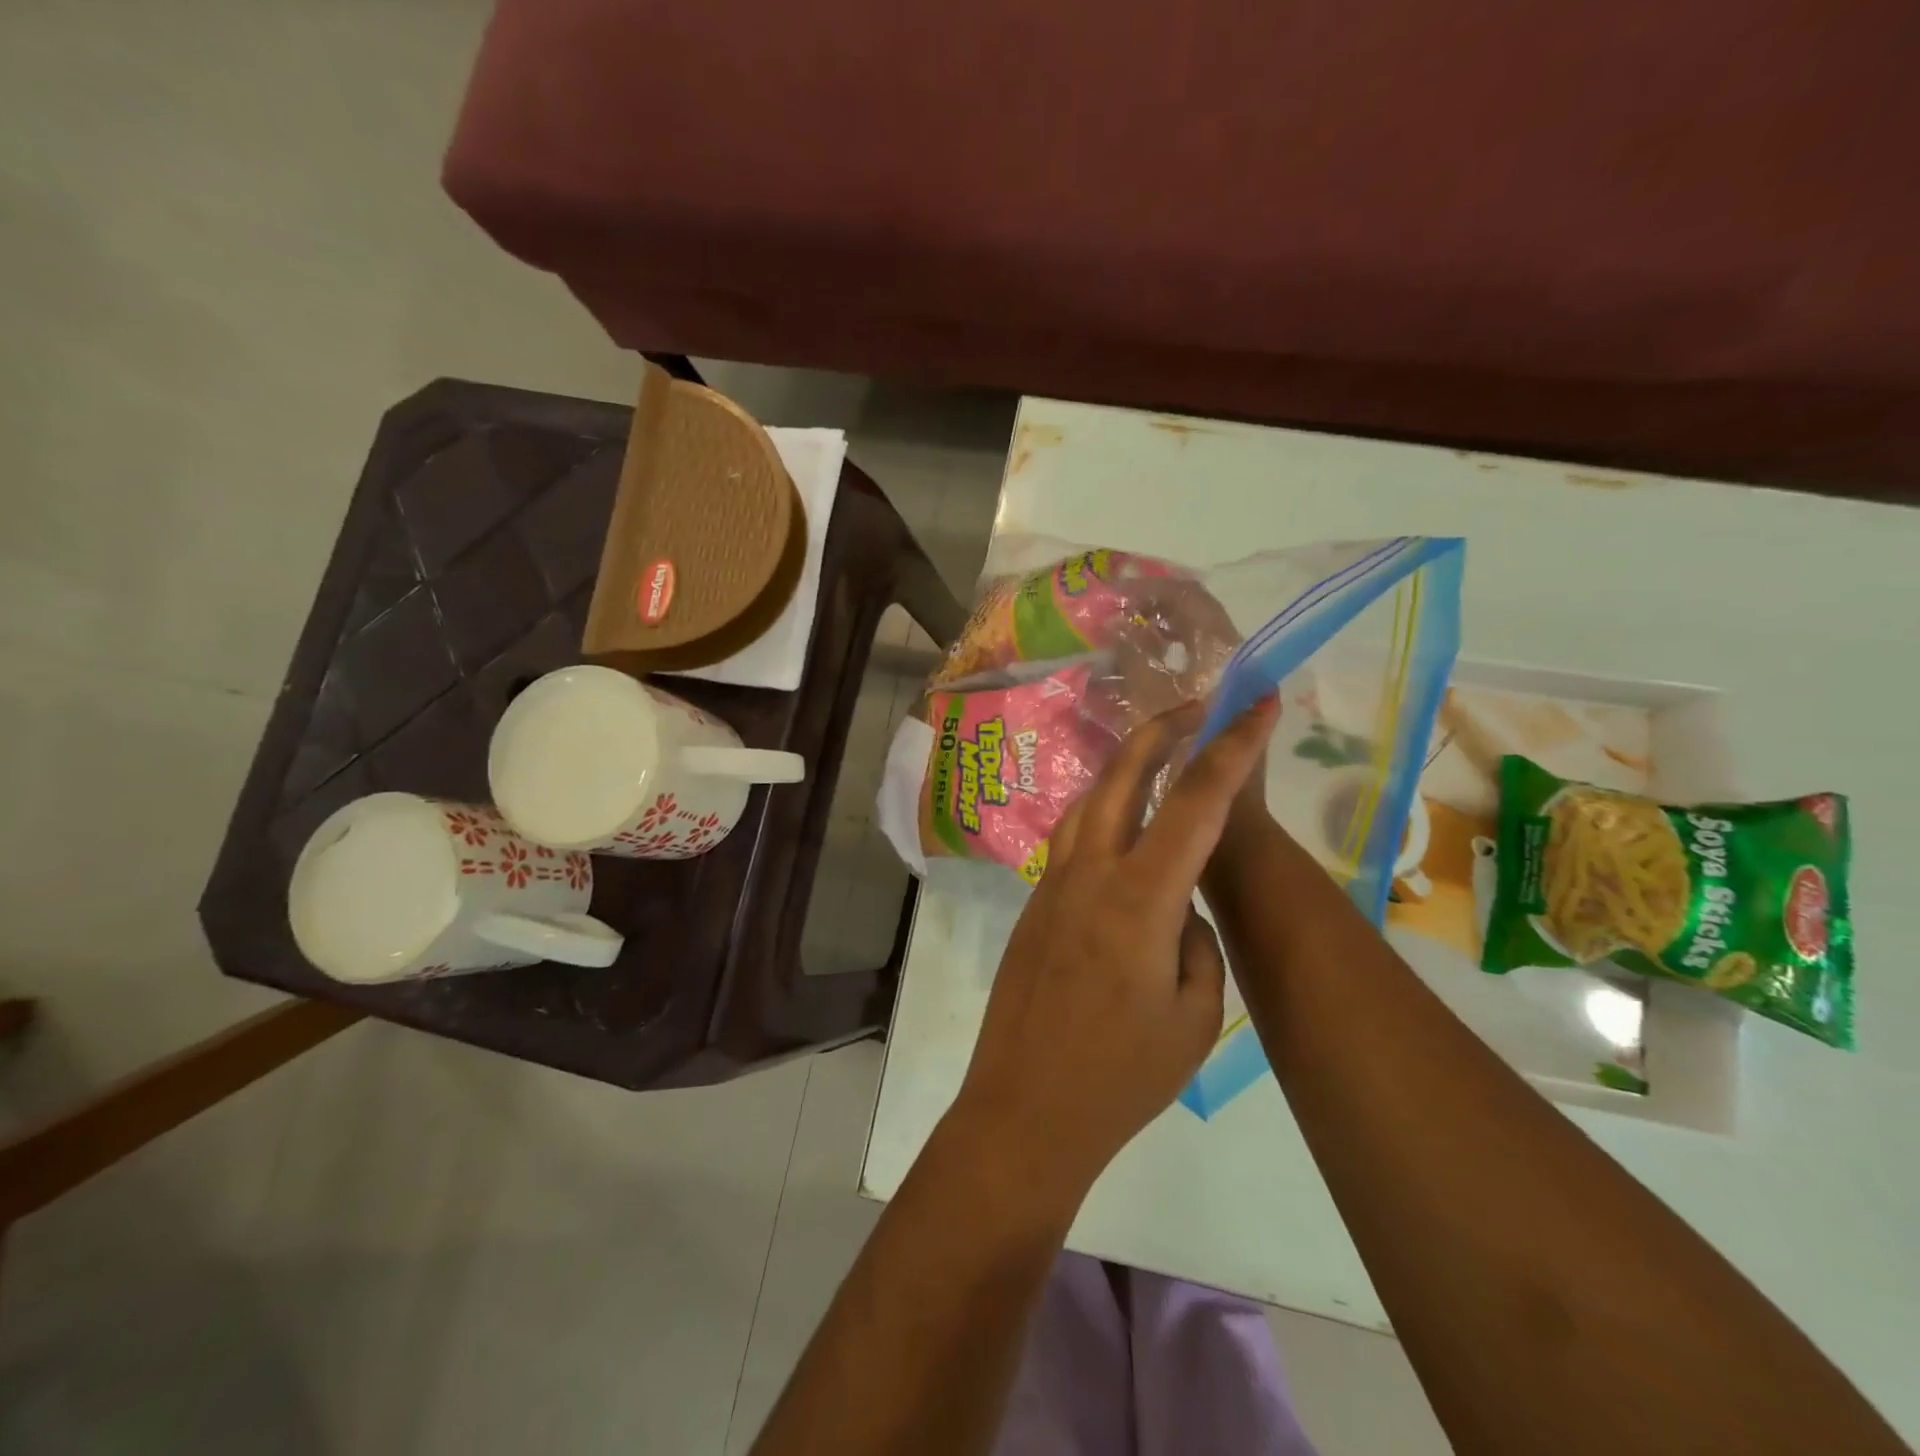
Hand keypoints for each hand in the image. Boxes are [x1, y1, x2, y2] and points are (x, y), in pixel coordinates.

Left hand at [946, 695, 1280, 1208]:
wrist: (1025, 1109)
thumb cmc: (1121, 1076)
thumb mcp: (1196, 1017)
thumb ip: (1196, 943)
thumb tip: (1177, 909)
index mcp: (1139, 897)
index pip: (1195, 801)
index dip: (1232, 745)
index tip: (1259, 704)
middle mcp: (1089, 872)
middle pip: (1123, 774)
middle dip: (1163, 729)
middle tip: (1200, 705)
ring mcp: (1053, 884)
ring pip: (1090, 799)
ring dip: (1127, 766)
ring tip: (1163, 754)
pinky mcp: (1035, 904)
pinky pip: (1075, 838)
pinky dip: (1105, 811)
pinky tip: (1125, 828)